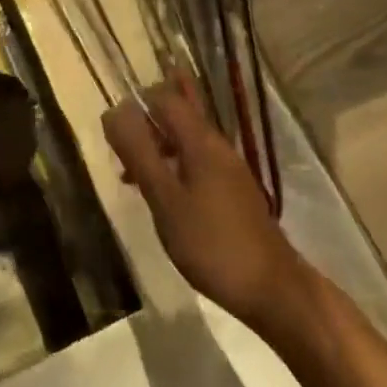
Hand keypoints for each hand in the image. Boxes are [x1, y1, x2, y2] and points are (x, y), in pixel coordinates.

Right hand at [102, 74, 311, 335]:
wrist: (272, 288)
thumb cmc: (212, 243)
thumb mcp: (165, 200)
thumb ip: (139, 154)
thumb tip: (115, 110)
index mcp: (201, 140)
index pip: (167, 98)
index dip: (139, 100)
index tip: (114, 123)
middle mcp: (216, 145)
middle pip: (182, 112)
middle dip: (152, 115)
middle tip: (122, 135)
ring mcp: (228, 168)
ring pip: (187, 139)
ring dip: (160, 144)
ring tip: (130, 171)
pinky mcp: (232, 191)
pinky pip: (197, 162)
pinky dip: (174, 164)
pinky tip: (160, 193)